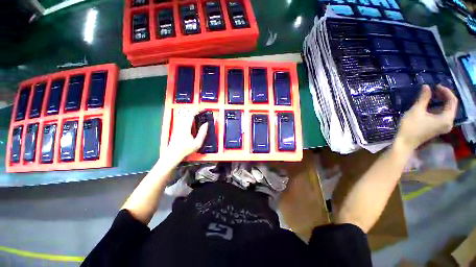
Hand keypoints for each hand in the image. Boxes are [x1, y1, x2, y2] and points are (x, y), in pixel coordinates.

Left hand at [165, 108, 207, 161]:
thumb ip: (202, 133)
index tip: (203, 110)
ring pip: (182, 113)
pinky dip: (186, 115)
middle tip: (200, 111)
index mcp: (185, 126)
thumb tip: (206, 124)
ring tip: (196, 114)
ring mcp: (177, 125)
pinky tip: (190, 119)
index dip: (198, 110)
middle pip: (185, 111)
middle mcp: (180, 124)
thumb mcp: (197, 143)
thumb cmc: (185, 149)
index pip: (191, 113)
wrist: (173, 154)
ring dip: (189, 111)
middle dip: (193, 109)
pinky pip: (181, 117)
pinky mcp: (176, 127)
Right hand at [395, 84, 457, 150]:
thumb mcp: (416, 111)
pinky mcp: (438, 128)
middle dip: (443, 96)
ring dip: (440, 101)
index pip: (452, 101)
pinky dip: (438, 108)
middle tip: (433, 89)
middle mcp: (449, 122)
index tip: (435, 86)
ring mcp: (444, 126)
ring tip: (432, 95)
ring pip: (446, 110)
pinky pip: (442, 115)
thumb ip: (424, 98)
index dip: (445, 91)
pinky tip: (431, 105)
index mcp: (446, 118)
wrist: (405, 142)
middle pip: (451, 105)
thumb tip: (426, 86)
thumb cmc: (411, 127)